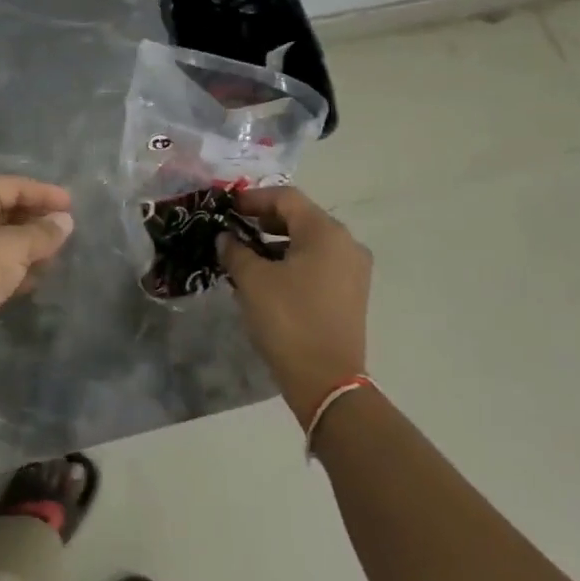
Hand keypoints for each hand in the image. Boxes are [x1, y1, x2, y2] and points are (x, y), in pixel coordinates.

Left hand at [0, 176, 74, 373]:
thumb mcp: (15, 247)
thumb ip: (43, 232)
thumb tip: (65, 221)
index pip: (12, 186)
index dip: (43, 192)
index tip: (71, 205)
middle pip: (7, 210)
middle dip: (37, 219)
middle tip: (66, 230)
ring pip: (4, 240)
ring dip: (30, 246)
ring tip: (56, 256)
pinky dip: (18, 268)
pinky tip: (36, 280)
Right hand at [218, 186, 371, 422]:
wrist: (327, 381)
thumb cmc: (288, 320)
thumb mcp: (253, 280)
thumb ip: (236, 250)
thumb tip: (226, 237)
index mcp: (326, 232)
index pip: (286, 198)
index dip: (253, 198)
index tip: (228, 208)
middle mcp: (346, 243)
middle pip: (301, 217)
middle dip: (265, 220)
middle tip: (235, 229)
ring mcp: (353, 270)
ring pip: (310, 241)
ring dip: (277, 242)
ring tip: (246, 254)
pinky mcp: (351, 293)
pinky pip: (319, 263)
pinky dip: (293, 261)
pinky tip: (268, 276)